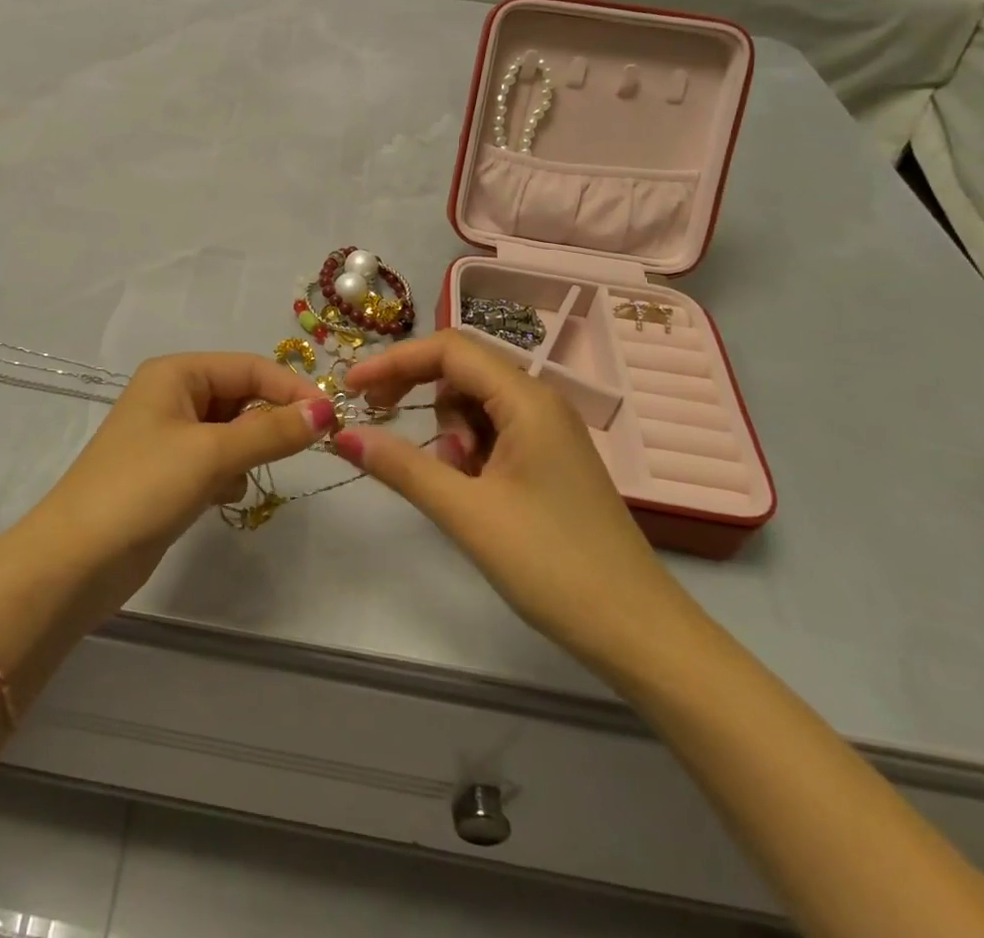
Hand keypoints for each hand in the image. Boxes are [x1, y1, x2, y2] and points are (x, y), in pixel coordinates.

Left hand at [28, 353, 336, 613]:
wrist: (76, 561)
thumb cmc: (142, 489)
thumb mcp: (212, 454)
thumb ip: (272, 432)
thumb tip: (326, 412)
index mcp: (176, 373)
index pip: (250, 367)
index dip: (292, 390)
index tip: (331, 420)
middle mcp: (172, 395)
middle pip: (241, 397)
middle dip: (267, 424)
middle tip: (299, 452)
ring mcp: (168, 435)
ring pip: (231, 431)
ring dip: (246, 452)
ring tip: (237, 478)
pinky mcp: (168, 473)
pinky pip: (215, 460)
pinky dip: (227, 475)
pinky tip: (219, 498)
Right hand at [339, 328, 691, 670]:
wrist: (639, 633)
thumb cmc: (552, 565)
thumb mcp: (466, 512)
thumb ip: (401, 467)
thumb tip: (343, 435)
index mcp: (527, 400)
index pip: (449, 349)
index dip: (394, 361)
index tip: (351, 388)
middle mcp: (540, 403)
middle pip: (462, 370)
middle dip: (416, 389)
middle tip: (377, 418)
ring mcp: (549, 432)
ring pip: (476, 403)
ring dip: (447, 428)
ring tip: (451, 479)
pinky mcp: (550, 460)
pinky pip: (495, 432)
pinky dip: (469, 450)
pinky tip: (470, 489)